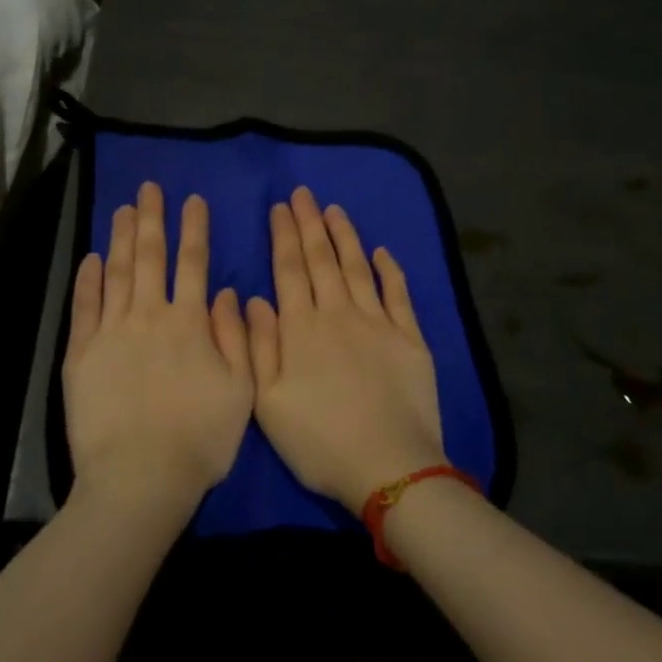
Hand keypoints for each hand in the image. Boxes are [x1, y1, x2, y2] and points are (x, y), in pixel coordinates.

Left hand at [63, 182, 254, 517]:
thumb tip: (227, 293)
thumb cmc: (199, 440)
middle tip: (149, 188)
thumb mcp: (240, 391)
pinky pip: (84, 306)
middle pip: (150, 257)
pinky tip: (91, 258)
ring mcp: (111, 332)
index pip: (193, 263)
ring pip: (117, 272)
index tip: (193, 200)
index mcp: (190, 323)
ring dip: (120, 238)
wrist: (139, 479)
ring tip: (123, 209)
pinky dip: (88, 279)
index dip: (194, 229)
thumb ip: (236, 337)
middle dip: (152, 219)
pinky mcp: (81, 353)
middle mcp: (149, 316)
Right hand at [246, 186, 447, 514]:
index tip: (280, 208)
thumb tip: (251, 298)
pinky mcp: (410, 338)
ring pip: (358, 268)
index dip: (284, 236)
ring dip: (345, 236)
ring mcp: (378, 324)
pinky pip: (398, 294)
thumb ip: (258, 346)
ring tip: (335, 210)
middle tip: (304, 193)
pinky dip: (390, 270)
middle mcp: (339, 314)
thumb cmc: (319, 441)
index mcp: (302, 329)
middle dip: (310, 223)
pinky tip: (382, 252)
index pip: (289, 269)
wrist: (389, 468)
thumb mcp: (268, 402)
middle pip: (322, 260)